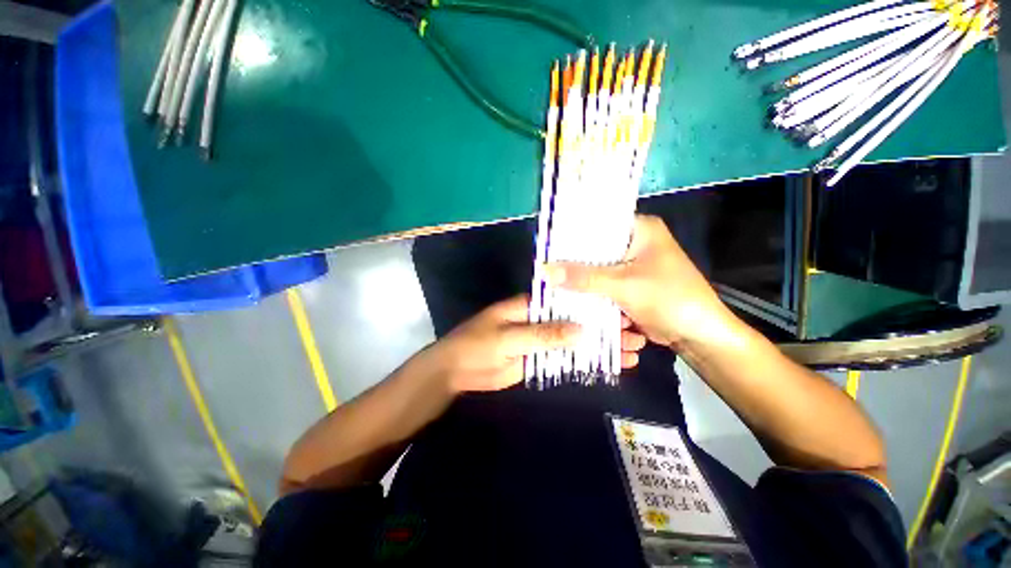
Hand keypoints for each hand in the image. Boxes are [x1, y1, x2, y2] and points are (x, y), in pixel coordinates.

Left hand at [425, 295, 644, 392]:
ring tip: (633, 352)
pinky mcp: (538, 359)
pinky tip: (608, 365)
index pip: (567, 300)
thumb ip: (542, 334)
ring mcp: (540, 340)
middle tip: (636, 335)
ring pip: (574, 341)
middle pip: (576, 320)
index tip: (621, 310)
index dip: (593, 304)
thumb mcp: (507, 338)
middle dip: (604, 327)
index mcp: (530, 306)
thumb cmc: (476, 346)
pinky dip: (583, 361)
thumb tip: (582, 330)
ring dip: (599, 346)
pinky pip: (564, 358)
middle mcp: (539, 319)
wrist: (456, 372)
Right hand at [545, 215, 737, 349]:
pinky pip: (603, 284)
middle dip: (574, 262)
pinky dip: (591, 292)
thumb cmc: (669, 299)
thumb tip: (544, 270)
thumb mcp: (623, 285)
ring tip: (551, 282)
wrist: (698, 335)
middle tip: (545, 267)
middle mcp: (635, 243)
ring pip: (597, 268)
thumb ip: (583, 277)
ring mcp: (632, 266)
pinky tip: (570, 296)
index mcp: (640, 229)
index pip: (598, 223)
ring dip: (580, 279)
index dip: (572, 234)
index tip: (547, 246)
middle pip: (595, 249)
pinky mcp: (630, 285)